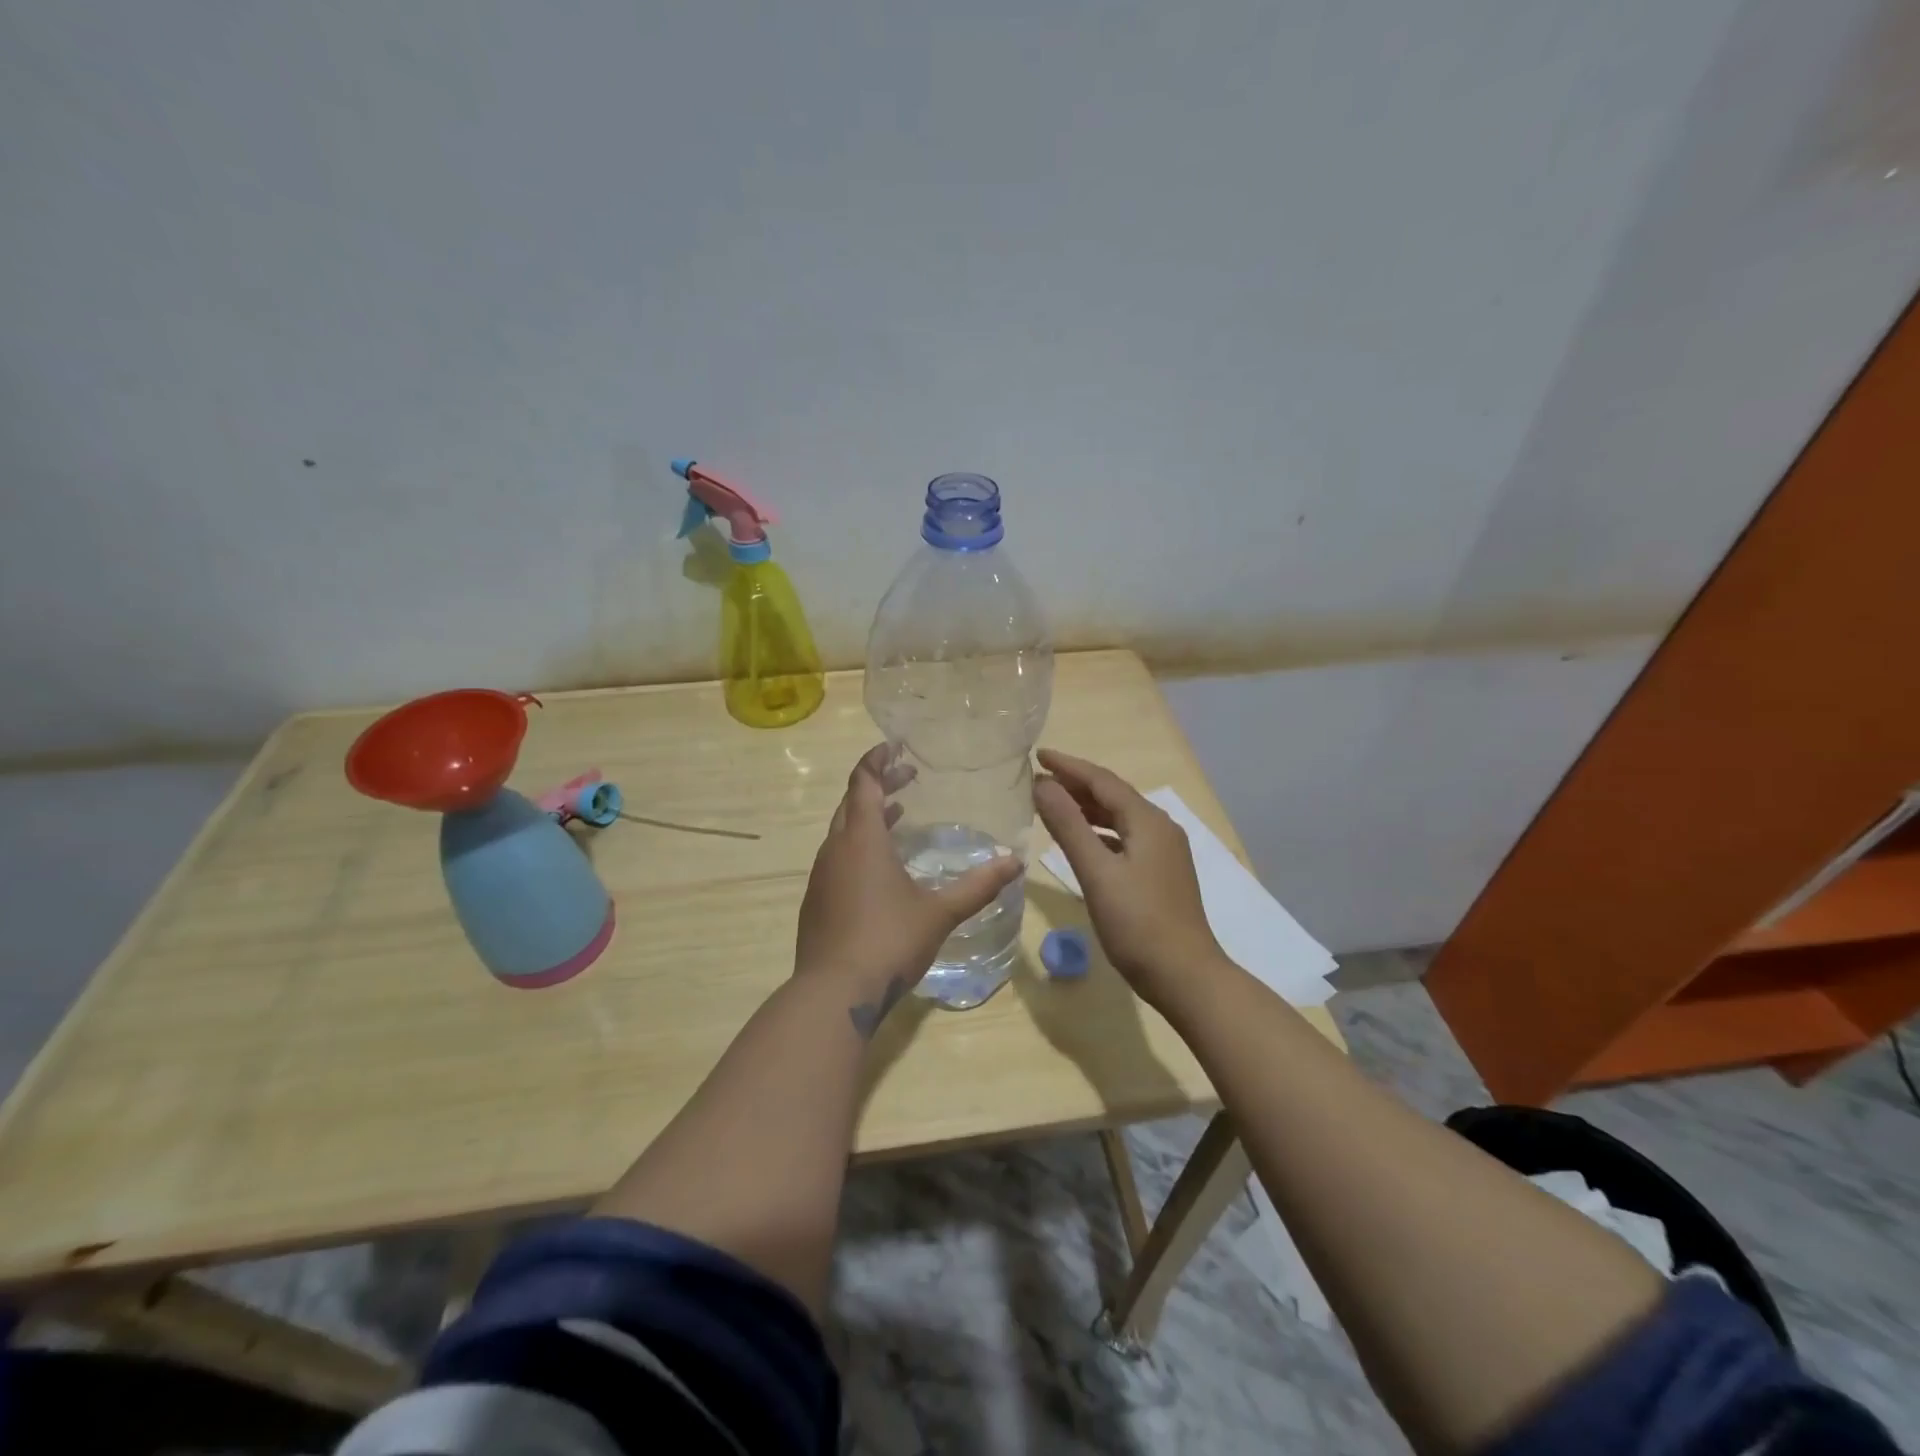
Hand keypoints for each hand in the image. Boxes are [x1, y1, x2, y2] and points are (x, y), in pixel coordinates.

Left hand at [797, 745, 1022, 1036]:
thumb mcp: (939, 912)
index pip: (864, 782)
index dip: (877, 760)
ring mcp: (821, 875)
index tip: (895, 746)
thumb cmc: (888, 942)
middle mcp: (836, 849)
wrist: (833, 994)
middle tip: (908, 777)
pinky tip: (880, 867)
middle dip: (879, 785)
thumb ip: (978, 886)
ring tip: (898, 814)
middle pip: (852, 802)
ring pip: (843, 830)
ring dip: (868, 816)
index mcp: (862, 840)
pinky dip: (859, 845)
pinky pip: (838, 856)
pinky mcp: (816, 900)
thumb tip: (1015, 863)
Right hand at [1033, 749, 1224, 1009]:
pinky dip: (1098, 832)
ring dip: (1086, 808)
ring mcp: (1163, 852)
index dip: (1068, 766)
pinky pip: (1124, 839)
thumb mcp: (1097, 872)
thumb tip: (1042, 785)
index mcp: (1147, 821)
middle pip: (1112, 795)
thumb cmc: (1138, 923)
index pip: (1102, 780)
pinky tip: (1081, 842)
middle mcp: (1160, 828)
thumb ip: (1068, 826)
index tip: (1038, 755)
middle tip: (1038, 780)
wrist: (1185, 976)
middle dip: (1075, 785)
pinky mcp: (1160, 874)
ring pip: (1119, 818)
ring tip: (1051, 805)